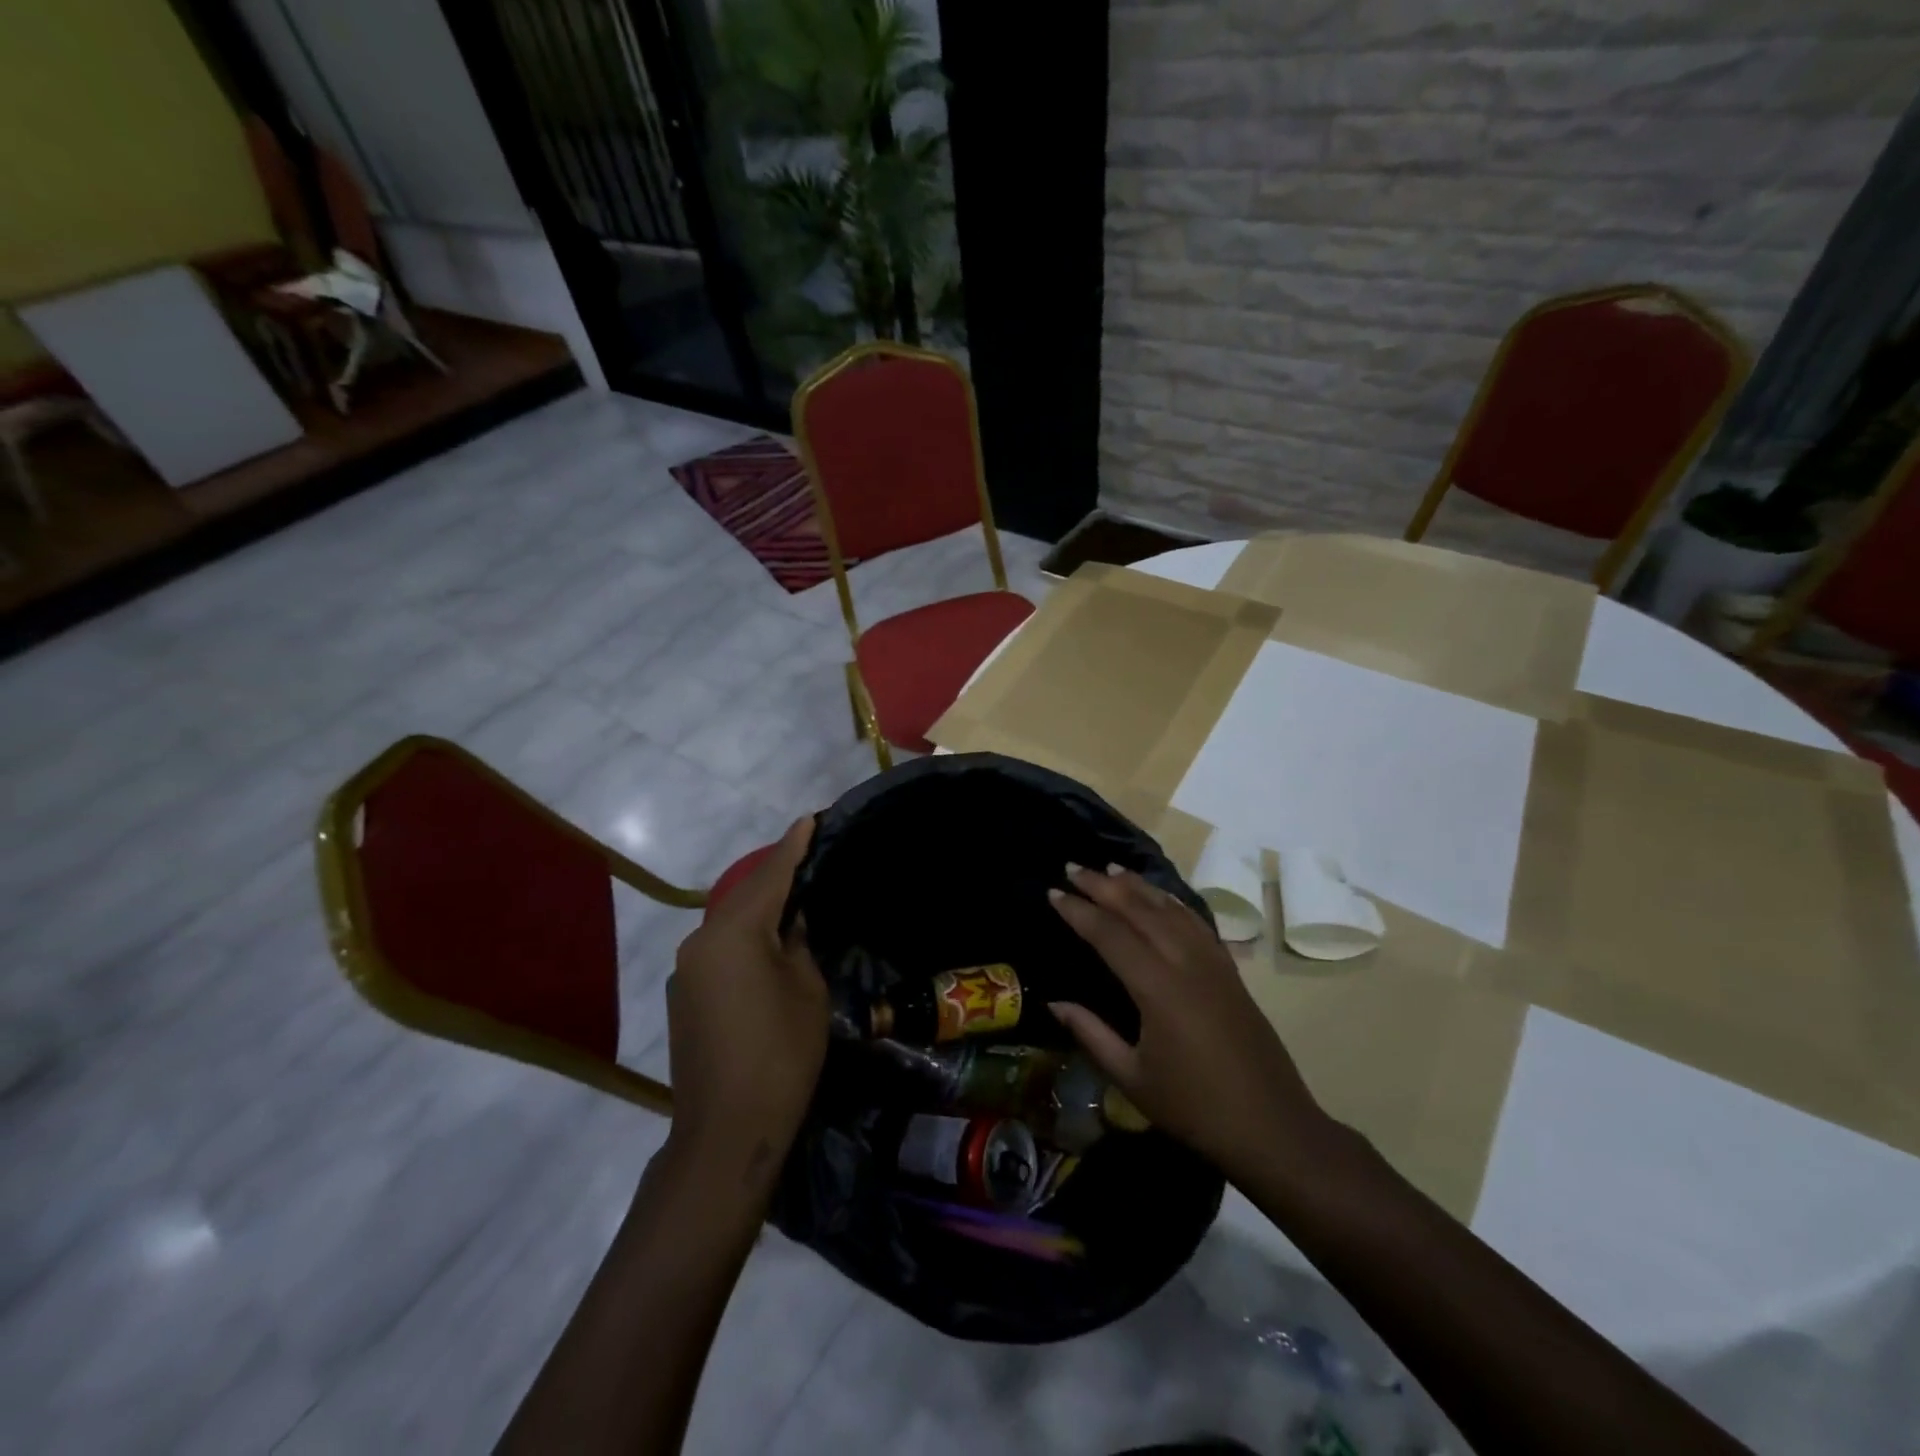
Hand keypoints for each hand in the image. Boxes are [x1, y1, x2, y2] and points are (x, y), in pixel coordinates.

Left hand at [666, 817, 827, 1194]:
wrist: (727, 1130)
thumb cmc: (781, 1052)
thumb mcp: (807, 989)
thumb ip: (798, 944)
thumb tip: (789, 925)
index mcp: (734, 933)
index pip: (771, 877)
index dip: (794, 847)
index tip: (810, 819)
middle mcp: (701, 941)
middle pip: (745, 897)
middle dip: (776, 876)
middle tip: (807, 855)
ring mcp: (687, 971)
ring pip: (730, 925)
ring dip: (759, 910)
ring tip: (792, 899)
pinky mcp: (684, 997)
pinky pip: (720, 952)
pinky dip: (745, 940)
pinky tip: (766, 947)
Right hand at [1048, 863, 1330, 1178]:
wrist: (1272, 1127)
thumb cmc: (1195, 1108)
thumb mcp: (1132, 1078)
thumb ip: (1091, 1034)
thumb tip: (1055, 1002)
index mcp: (1158, 988)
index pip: (1109, 934)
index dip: (1078, 911)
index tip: (1052, 892)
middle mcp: (1185, 963)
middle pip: (1139, 910)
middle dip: (1103, 886)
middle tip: (1073, 867)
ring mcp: (1213, 963)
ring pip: (1170, 909)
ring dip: (1138, 886)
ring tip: (1111, 869)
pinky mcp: (1229, 971)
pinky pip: (1196, 922)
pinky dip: (1171, 902)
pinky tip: (1160, 897)